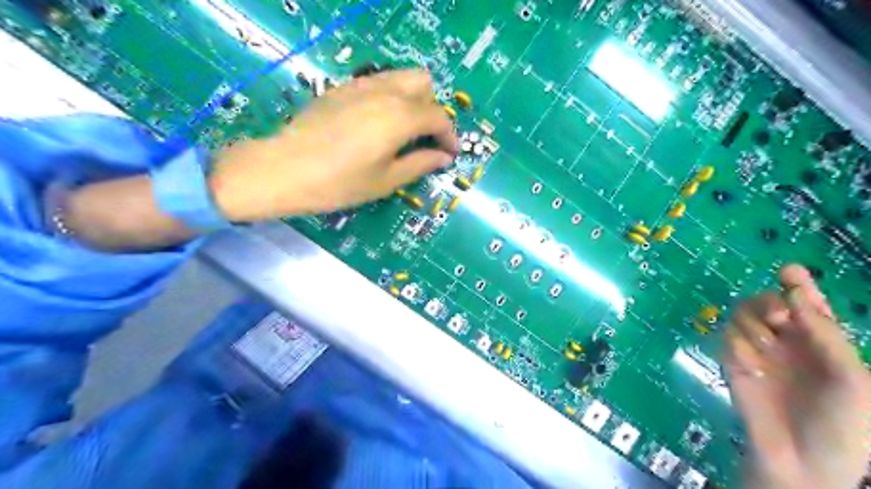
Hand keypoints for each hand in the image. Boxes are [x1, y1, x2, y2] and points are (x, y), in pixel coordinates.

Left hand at [208, 67, 457, 221]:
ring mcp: (361, 85)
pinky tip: (378, 122)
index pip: (438, 116)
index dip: (449, 136)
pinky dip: (390, 95)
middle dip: (432, 109)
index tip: (450, 154)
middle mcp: (385, 92)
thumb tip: (443, 157)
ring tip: (404, 129)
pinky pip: (378, 81)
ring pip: (401, 76)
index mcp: (400, 117)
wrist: (284, 169)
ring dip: (413, 98)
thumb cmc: (340, 183)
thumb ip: (420, 164)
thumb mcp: (386, 181)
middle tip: (425, 138)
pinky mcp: (342, 88)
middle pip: (424, 83)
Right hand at [725, 265, 866, 488]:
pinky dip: (737, 347)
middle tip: (778, 319)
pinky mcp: (731, 361)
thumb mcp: (852, 379)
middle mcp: (787, 341)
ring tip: (765, 348)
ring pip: (741, 314)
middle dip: (769, 303)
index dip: (799, 285)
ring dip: (752, 325)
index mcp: (821, 343)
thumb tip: (794, 294)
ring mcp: (757, 350)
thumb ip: (826, 334)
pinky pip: (726, 338)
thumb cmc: (842, 425)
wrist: (800, 462)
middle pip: (766, 301)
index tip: (790, 270)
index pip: (807, 304)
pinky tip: (751, 369)